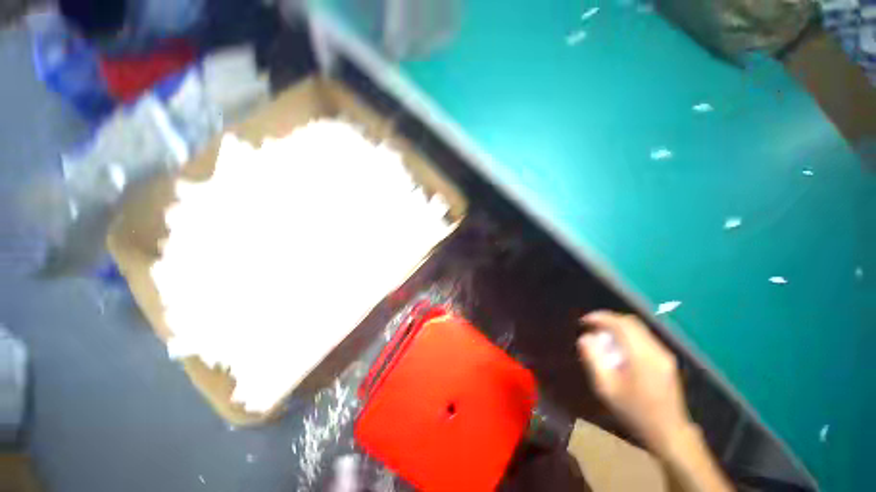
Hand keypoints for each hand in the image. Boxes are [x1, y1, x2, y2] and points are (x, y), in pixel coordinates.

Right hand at [577, 311, 691, 456]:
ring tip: (605, 345)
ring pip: (641, 332)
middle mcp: (656, 347)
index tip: (584, 321)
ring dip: (622, 333)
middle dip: (612, 323)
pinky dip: (632, 342)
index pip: (622, 324)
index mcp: (642, 354)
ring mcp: (665, 353)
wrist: (666, 429)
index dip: (602, 318)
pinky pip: (647, 342)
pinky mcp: (668, 360)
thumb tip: (585, 339)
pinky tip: (623, 358)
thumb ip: (595, 363)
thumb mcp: (609, 392)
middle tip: (592, 331)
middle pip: (633, 324)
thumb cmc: (634, 414)